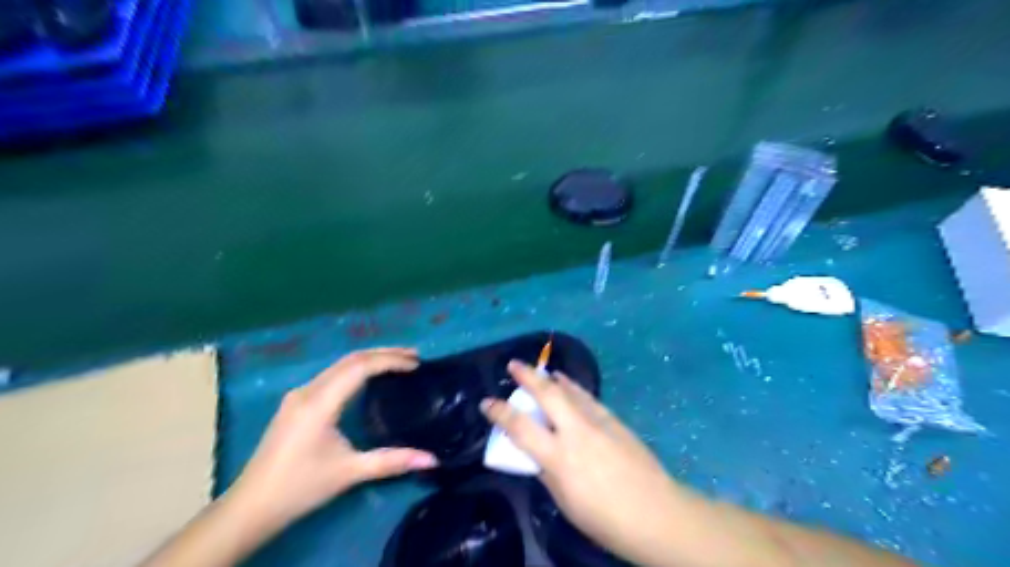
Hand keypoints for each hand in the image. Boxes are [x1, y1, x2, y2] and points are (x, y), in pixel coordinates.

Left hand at [231, 349, 436, 533]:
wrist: (251, 506)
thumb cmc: (300, 487)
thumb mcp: (350, 473)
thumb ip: (392, 462)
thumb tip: (433, 459)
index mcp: (319, 403)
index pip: (360, 367)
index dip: (390, 360)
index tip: (416, 364)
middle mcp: (308, 390)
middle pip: (350, 359)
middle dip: (384, 353)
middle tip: (414, 356)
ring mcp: (298, 395)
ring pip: (339, 365)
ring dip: (370, 359)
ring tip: (398, 362)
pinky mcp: (295, 403)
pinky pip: (331, 375)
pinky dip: (356, 369)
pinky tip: (368, 378)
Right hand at [481, 364, 686, 566]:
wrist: (655, 512)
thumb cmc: (605, 518)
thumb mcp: (565, 501)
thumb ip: (548, 472)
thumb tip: (538, 454)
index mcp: (559, 456)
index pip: (520, 427)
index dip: (500, 412)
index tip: (487, 403)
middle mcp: (575, 431)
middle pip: (547, 395)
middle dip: (527, 376)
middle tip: (513, 364)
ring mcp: (597, 421)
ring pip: (569, 390)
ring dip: (550, 378)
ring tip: (539, 370)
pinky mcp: (613, 420)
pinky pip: (587, 397)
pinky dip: (573, 387)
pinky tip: (568, 383)